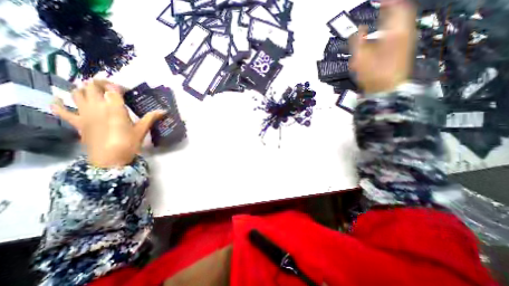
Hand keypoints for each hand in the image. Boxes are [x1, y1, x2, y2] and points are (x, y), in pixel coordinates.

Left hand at [50, 79, 164, 166]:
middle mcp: (97, 107)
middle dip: (101, 83)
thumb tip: (164, 110)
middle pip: (92, 86)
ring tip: (93, 91)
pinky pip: (61, 110)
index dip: (118, 86)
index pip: (113, 89)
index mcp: (115, 108)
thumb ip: (151, 118)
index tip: (127, 90)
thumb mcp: (142, 130)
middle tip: (111, 89)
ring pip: (77, 93)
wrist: (110, 159)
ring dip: (84, 89)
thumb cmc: (129, 143)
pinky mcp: (77, 122)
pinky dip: (57, 103)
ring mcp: (84, 114)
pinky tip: (59, 99)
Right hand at [350, 0, 416, 93]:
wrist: (387, 89)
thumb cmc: (373, 73)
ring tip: (381, 16)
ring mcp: (406, 41)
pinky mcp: (403, 49)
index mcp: (395, 32)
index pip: (395, 7)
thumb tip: (360, 28)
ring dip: (391, 17)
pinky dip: (392, 28)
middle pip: (401, 12)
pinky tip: (383, 33)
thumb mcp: (360, 59)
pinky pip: (400, 32)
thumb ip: (358, 42)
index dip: (387, 1)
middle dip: (390, 8)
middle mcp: (404, 33)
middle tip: (380, 5)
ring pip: (401, 22)